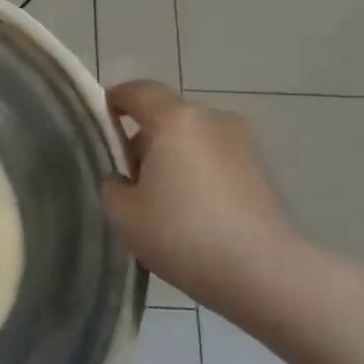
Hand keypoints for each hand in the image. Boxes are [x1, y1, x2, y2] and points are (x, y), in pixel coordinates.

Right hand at [101, 81, 298, 303]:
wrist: (263, 273)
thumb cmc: (182, 234)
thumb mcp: (123, 213)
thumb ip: (113, 185)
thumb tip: (125, 179)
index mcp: (175, 120)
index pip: (137, 91)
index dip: (114, 101)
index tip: (99, 124)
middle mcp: (213, 119)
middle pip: (167, 116)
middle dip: (144, 138)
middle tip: (127, 177)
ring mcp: (243, 144)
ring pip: (193, 139)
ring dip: (173, 157)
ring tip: (160, 200)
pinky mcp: (262, 171)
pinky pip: (216, 159)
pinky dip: (198, 174)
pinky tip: (191, 212)